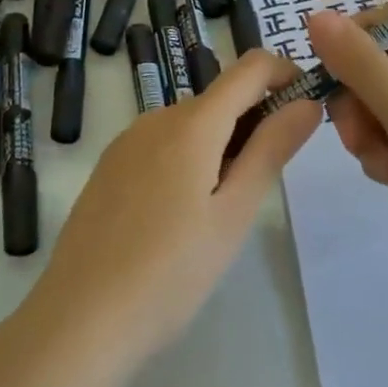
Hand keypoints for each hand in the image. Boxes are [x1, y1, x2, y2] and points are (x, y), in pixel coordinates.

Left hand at [24, 49, 320, 369]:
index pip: (250, 67)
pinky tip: (182, 214)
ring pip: (191, 123)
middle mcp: (156, 118)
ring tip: (224, 209)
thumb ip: (271, 150)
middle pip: (220, 98)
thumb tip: (307, 102)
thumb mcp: (234, 214)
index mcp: (191, 123)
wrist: (80, 319)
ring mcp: (126, 142)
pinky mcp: (109, 167)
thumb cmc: (170, 272)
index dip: (286, 74)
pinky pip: (162, 143)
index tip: (307, 110)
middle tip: (267, 184)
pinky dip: (190, 157)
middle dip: (256, 121)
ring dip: (223, 143)